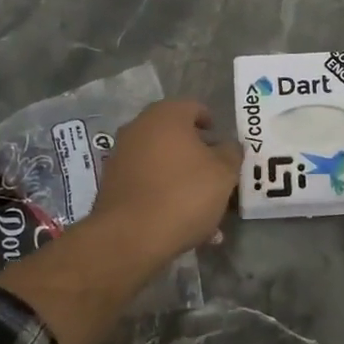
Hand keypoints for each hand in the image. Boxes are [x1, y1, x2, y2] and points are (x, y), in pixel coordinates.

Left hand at [90, 100, 240, 263]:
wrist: (131, 235)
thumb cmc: (184, 194)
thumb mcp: (224, 173)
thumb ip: (231, 153)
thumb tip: (228, 146)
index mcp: (167, 115)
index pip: (195, 108)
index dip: (213, 125)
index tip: (224, 147)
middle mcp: (139, 127)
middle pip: (176, 135)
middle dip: (197, 155)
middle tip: (216, 177)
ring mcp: (121, 155)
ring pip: (162, 162)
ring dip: (182, 178)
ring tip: (203, 209)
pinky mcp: (112, 183)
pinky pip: (147, 183)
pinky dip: (163, 195)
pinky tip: (180, 222)